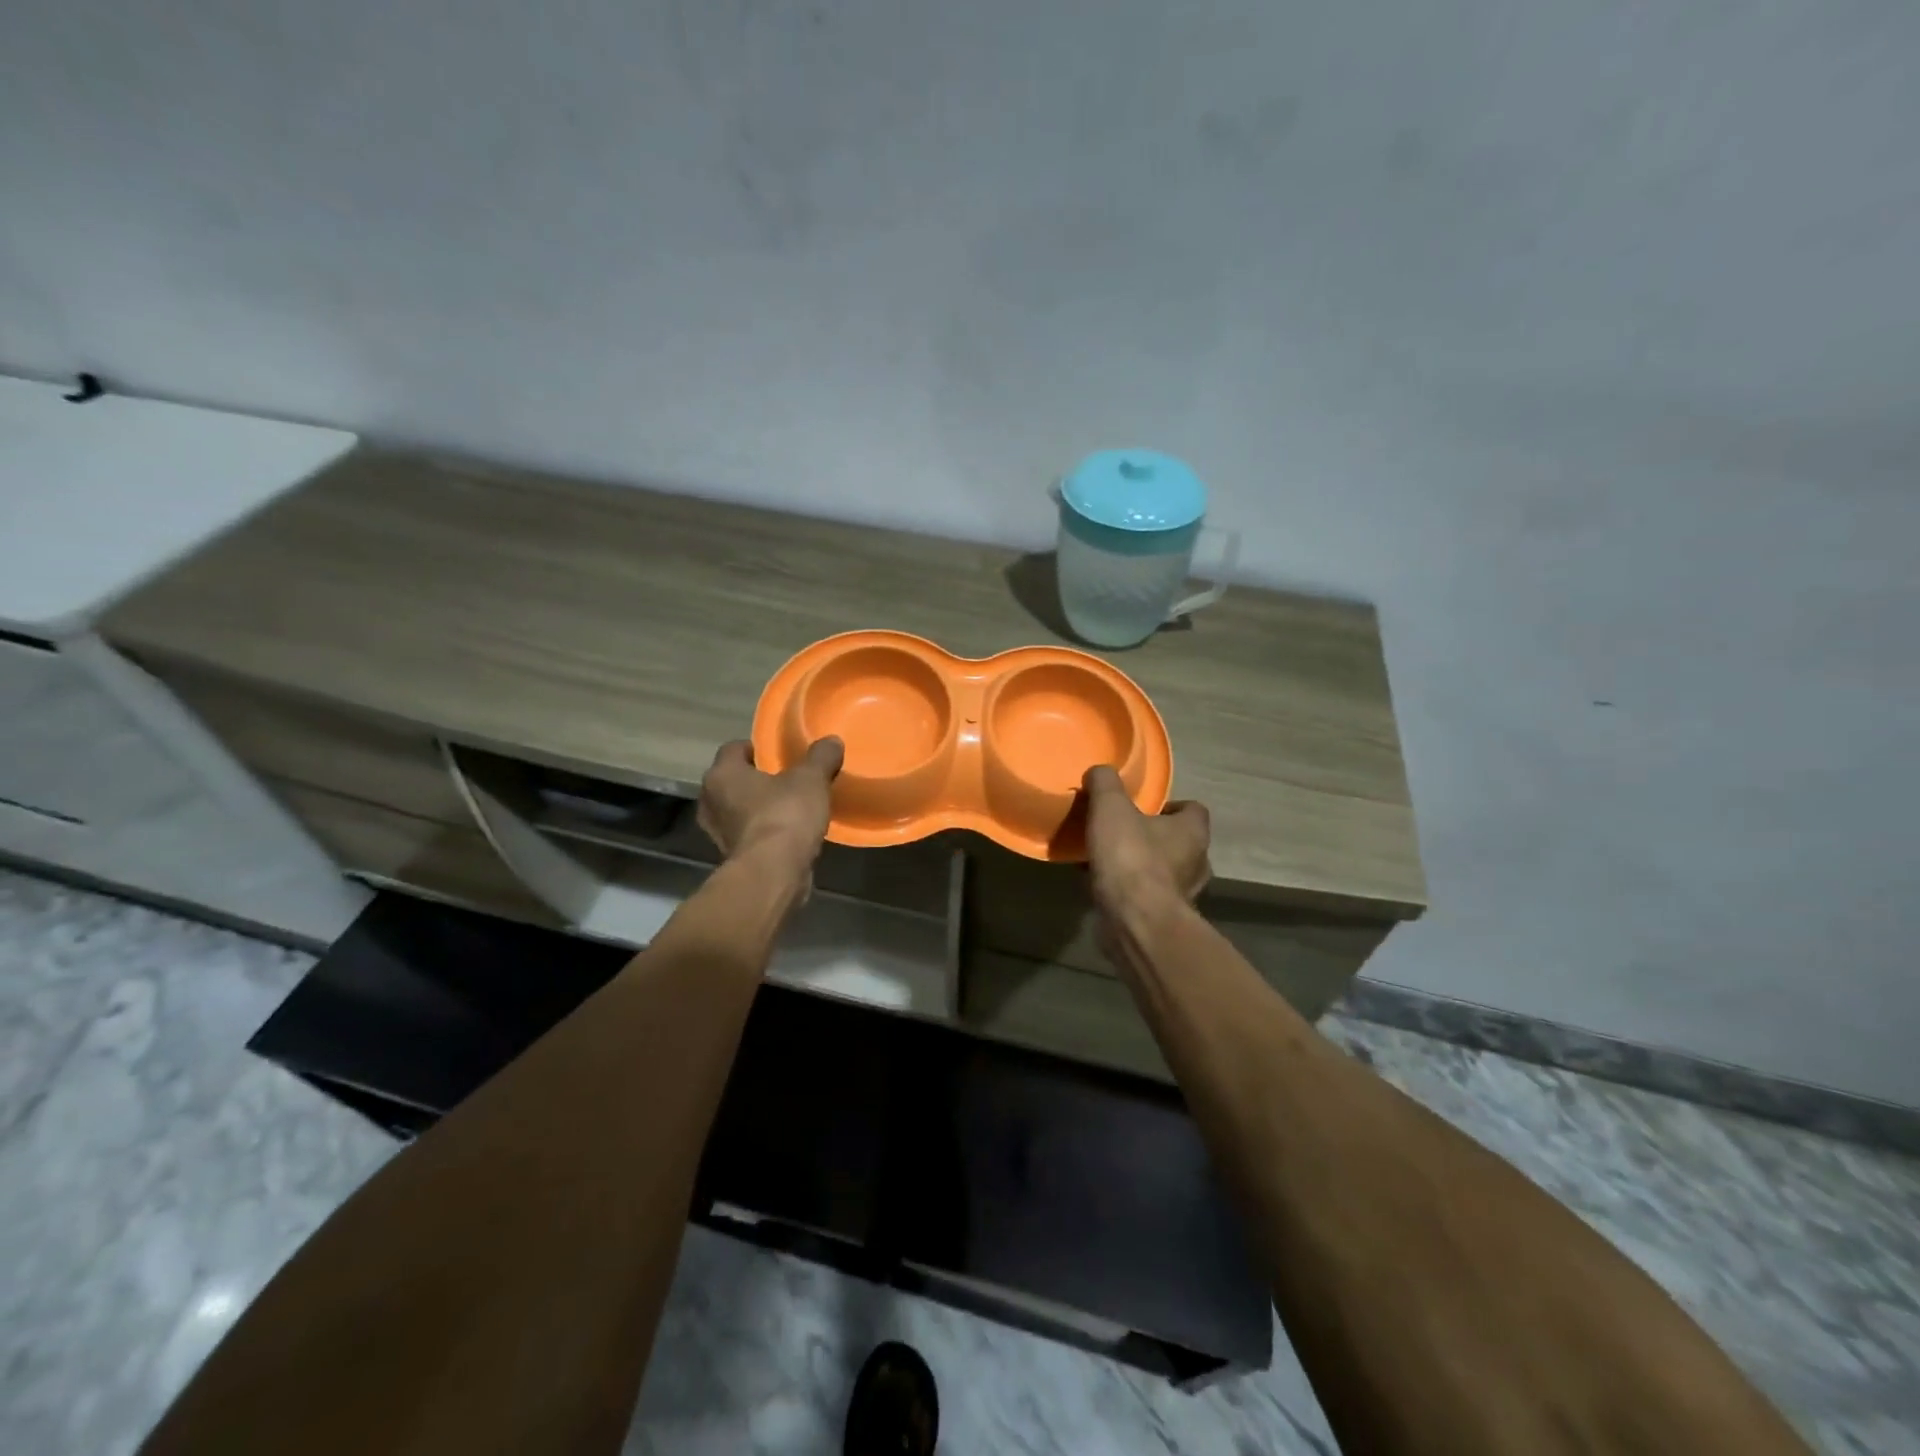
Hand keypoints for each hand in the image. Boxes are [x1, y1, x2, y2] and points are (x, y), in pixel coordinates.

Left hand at [698, 737, 843, 880]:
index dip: (756, 748)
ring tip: (790, 806)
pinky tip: (788, 833)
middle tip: (786, 779)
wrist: (774, 874)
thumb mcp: (811, 779)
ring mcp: (718, 833)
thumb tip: (832, 741)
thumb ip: (821, 757)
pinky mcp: (732, 857)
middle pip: (733, 781)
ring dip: (759, 808)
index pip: (734, 749)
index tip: (779, 753)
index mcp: (722, 774)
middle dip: (756, 779)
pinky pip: (748, 835)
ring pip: (738, 810)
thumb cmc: (785, 815)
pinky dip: (763, 832)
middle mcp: (711, 801)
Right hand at [1082, 765, 1211, 914]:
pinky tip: (1105, 887)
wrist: (1135, 922)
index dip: (1171, 805)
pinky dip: (1132, 892)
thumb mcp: (1110, 807)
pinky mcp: (1166, 920)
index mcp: (1193, 831)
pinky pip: (1149, 898)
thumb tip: (1100, 772)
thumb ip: (1105, 783)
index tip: (1144, 807)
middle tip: (1124, 832)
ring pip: (1166, 872)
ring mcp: (1185, 895)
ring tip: (1110, 861)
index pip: (1194, 809)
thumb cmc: (1131, 858)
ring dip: (1143, 867)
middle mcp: (1197, 863)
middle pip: (1180, 841)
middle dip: (1155, 837)